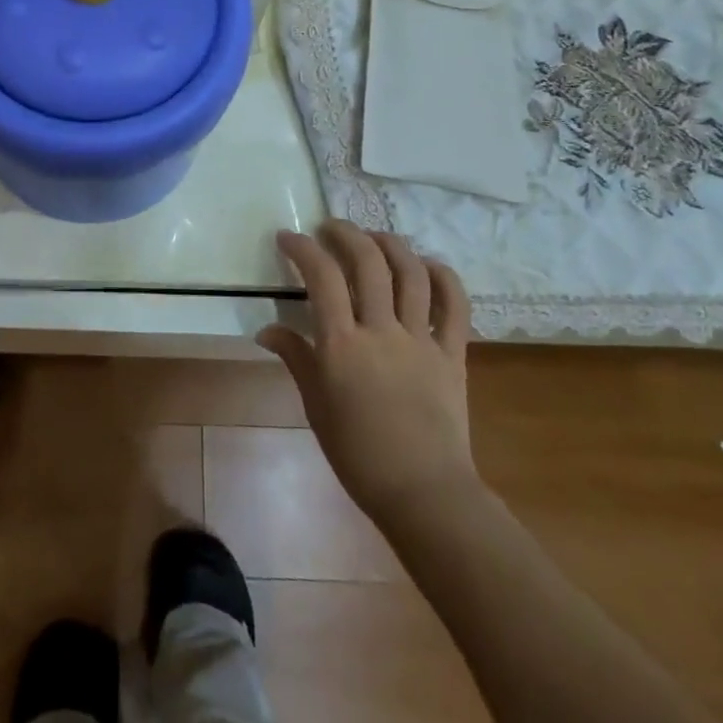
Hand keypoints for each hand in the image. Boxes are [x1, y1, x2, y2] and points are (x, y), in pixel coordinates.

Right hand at [257, 221, 478, 530]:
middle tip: (330, 228)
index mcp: (342, 344)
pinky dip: (443, 277)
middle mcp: (381, 331)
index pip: (320, 276)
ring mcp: (421, 340)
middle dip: (346, 233)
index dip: (302, 248)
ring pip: (410, 273)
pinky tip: (427, 265)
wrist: (423, 494)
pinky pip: (455, 306)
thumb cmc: (358, 454)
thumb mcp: (316, 405)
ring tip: (374, 237)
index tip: (288, 237)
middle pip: (367, 262)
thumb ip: (296, 358)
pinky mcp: (453, 355)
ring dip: (390, 244)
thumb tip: (267, 330)